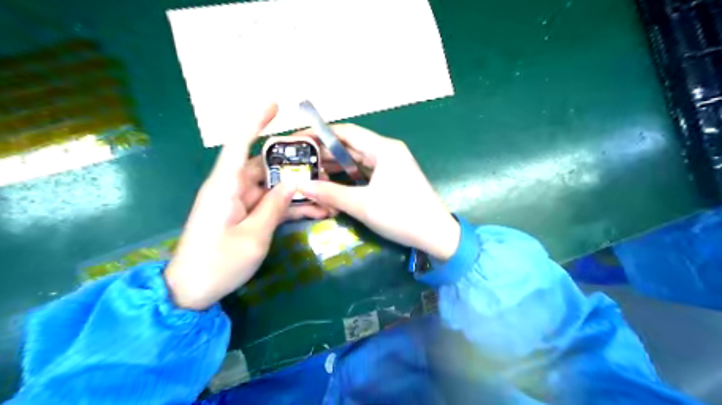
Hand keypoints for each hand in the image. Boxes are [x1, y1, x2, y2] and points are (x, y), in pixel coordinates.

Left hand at [165, 103, 330, 307]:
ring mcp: (239, 204)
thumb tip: (293, 184)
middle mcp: (231, 189)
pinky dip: (290, 207)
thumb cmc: (217, 263)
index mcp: (225, 188)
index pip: (238, 145)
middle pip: (264, 167)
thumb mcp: (253, 237)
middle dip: (293, 165)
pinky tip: (316, 211)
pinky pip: (270, 205)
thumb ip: (274, 208)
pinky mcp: (245, 216)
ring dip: (297, 191)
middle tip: (322, 164)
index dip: (254, 122)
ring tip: (327, 195)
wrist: (191, 291)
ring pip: (272, 188)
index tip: (274, 106)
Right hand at [296, 124, 458, 259]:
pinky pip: (366, 171)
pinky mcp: (393, 178)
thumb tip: (301, 185)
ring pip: (358, 159)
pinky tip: (332, 181)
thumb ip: (330, 193)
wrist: (436, 234)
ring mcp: (392, 165)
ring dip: (336, 165)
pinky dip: (349, 175)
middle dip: (326, 151)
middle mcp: (388, 151)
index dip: (321, 133)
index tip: (299, 138)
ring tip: (310, 169)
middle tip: (300, 158)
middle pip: (351, 145)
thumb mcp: (362, 204)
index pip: (347, 132)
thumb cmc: (400, 215)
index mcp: (384, 149)